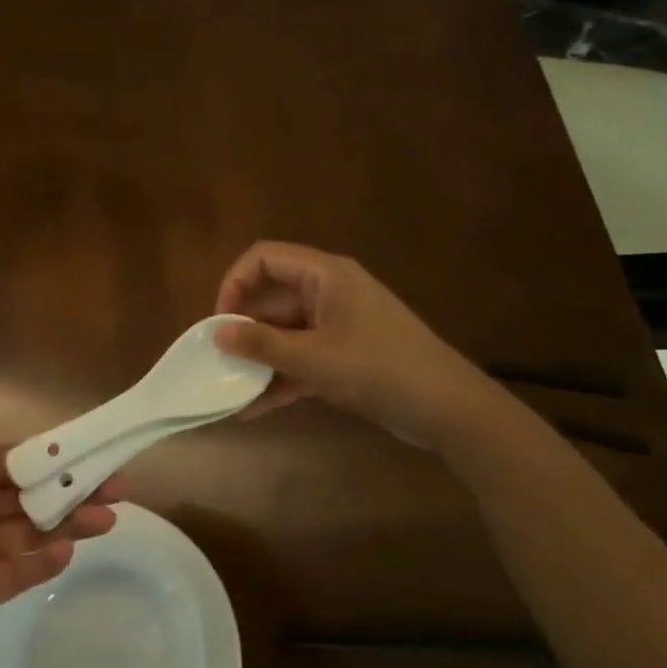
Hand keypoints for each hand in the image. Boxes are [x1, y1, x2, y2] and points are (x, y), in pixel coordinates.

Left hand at [0, 387, 118, 667]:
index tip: (90, 453)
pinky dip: (42, 562)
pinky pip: (17, 573)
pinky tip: (69, 553)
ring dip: (66, 525)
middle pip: (26, 496)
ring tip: (107, 521)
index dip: (48, 458)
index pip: (9, 461)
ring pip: (28, 533)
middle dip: (68, 492)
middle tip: (118, 489)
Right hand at [213, 240, 495, 445]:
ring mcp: (339, 324)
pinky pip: (303, 357)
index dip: (235, 283)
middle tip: (220, 359)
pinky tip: (256, 408)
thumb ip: (263, 344)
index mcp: (325, 275)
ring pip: (285, 332)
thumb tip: (217, 332)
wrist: (449, 409)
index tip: (220, 321)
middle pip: (272, 297)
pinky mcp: (346, 354)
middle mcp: (330, 292)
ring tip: (231, 390)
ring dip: (260, 359)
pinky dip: (282, 377)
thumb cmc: (380, 370)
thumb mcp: (315, 358)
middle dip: (244, 328)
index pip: (264, 258)